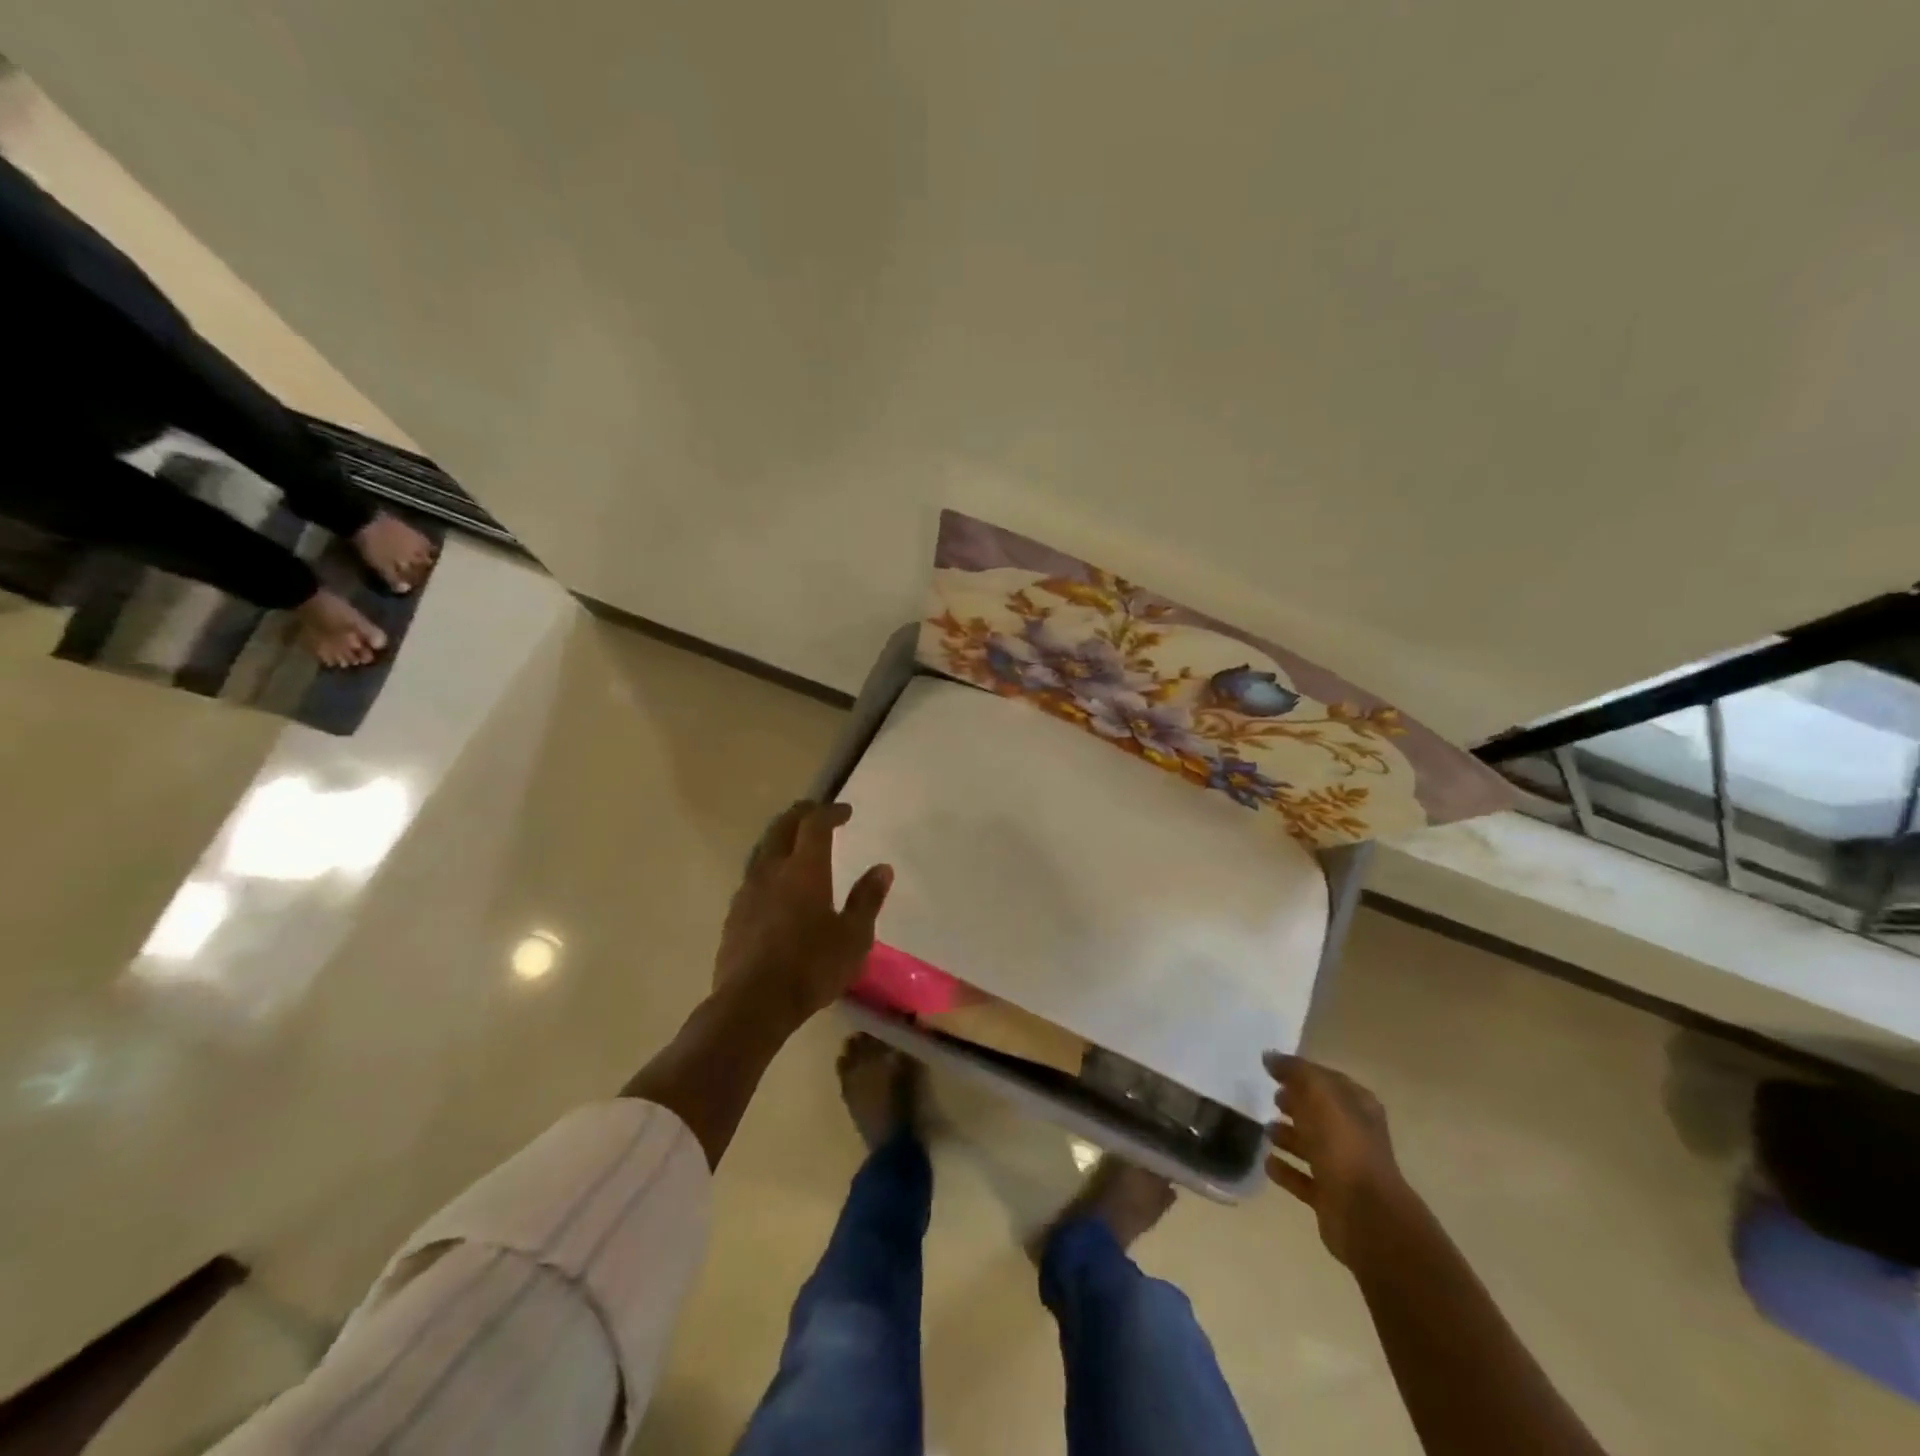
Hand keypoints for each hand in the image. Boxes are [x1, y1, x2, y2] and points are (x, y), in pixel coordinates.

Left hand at [715, 801, 892, 1027]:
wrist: (753, 1004)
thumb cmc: (812, 967)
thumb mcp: (854, 937)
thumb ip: (867, 899)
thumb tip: (881, 868)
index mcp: (804, 869)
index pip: (815, 824)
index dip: (830, 812)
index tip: (845, 811)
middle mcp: (772, 870)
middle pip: (782, 827)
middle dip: (801, 814)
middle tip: (817, 812)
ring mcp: (747, 892)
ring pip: (761, 850)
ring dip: (780, 838)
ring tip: (794, 843)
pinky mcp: (733, 915)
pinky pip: (751, 877)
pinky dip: (767, 867)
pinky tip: (774, 885)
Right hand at [1264, 1052, 1409, 1265]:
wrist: (1364, 1214)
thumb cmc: (1343, 1144)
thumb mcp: (1319, 1093)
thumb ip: (1295, 1071)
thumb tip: (1269, 1056)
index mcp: (1358, 1106)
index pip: (1327, 1080)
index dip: (1302, 1073)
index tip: (1272, 1069)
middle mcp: (1354, 1134)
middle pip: (1320, 1113)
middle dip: (1296, 1103)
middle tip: (1270, 1097)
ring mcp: (1344, 1168)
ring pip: (1311, 1145)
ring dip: (1288, 1136)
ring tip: (1264, 1129)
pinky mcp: (1330, 1197)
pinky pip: (1303, 1178)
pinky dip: (1286, 1170)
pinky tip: (1267, 1162)